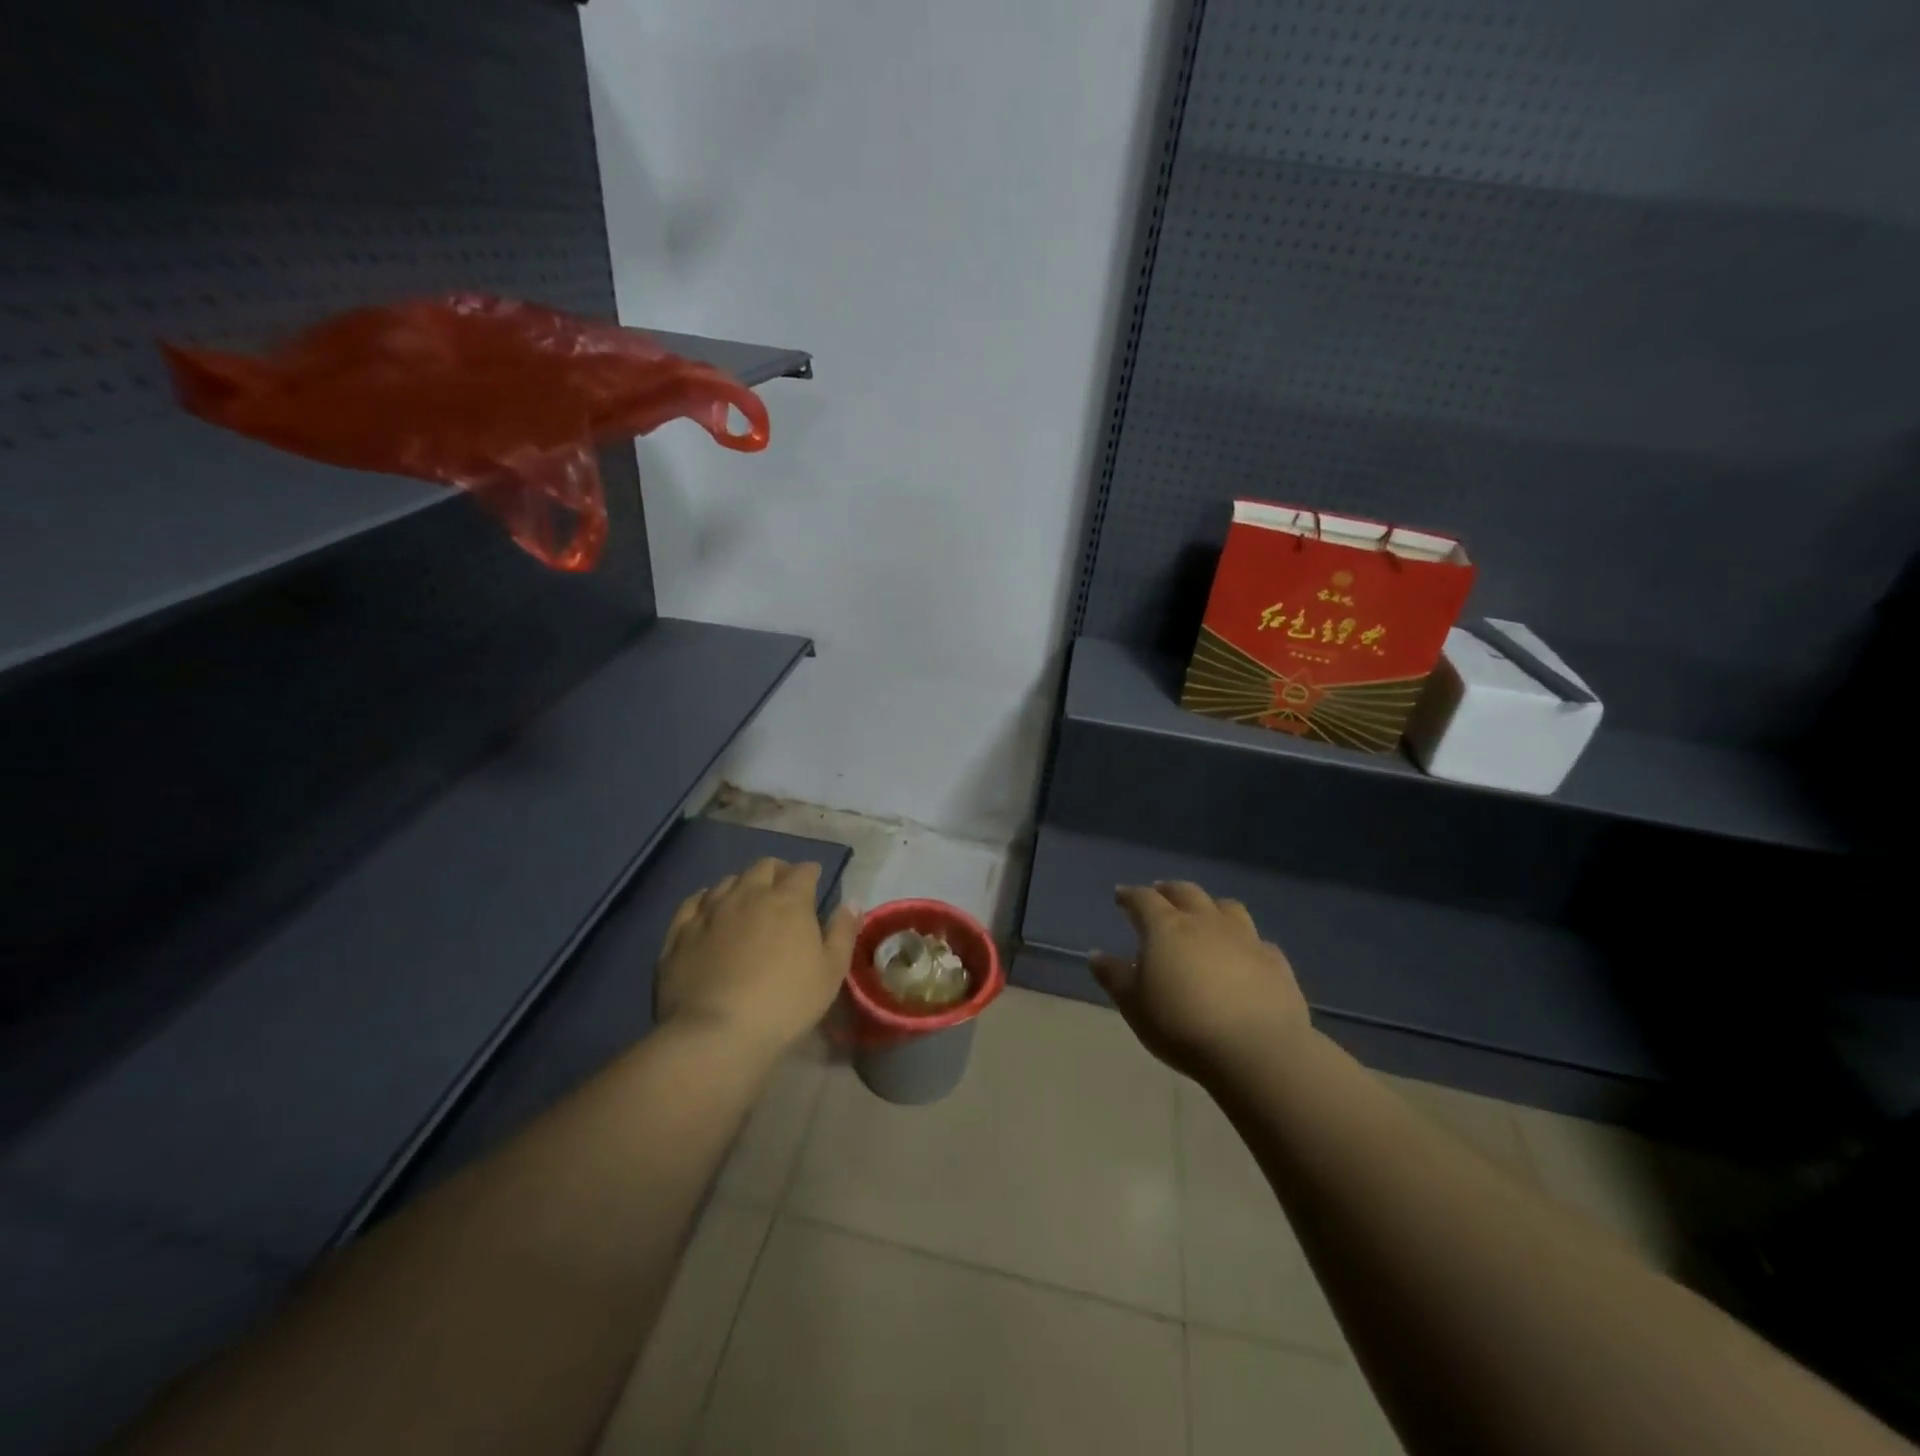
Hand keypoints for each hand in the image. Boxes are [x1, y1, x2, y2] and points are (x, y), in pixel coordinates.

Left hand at [655, 859, 858, 1064]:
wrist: (715, 1034)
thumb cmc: (785, 1003)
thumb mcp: (830, 972)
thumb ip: (843, 932)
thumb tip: (852, 902)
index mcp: (789, 900)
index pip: (803, 871)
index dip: (811, 873)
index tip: (816, 881)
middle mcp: (748, 894)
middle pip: (764, 867)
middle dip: (778, 872)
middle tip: (784, 889)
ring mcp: (710, 911)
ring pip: (728, 881)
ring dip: (743, 885)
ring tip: (747, 901)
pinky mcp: (680, 932)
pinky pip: (693, 902)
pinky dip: (706, 900)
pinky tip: (708, 909)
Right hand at [1091, 881, 1311, 1080]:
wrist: (1256, 1050)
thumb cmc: (1182, 1025)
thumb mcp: (1134, 1005)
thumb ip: (1114, 977)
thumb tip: (1096, 955)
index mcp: (1166, 927)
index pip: (1143, 899)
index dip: (1130, 896)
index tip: (1120, 896)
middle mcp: (1205, 922)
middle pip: (1185, 892)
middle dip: (1168, 890)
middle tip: (1159, 893)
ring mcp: (1245, 938)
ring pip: (1227, 907)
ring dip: (1210, 906)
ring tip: (1204, 914)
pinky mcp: (1275, 961)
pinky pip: (1258, 941)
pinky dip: (1245, 941)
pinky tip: (1244, 954)